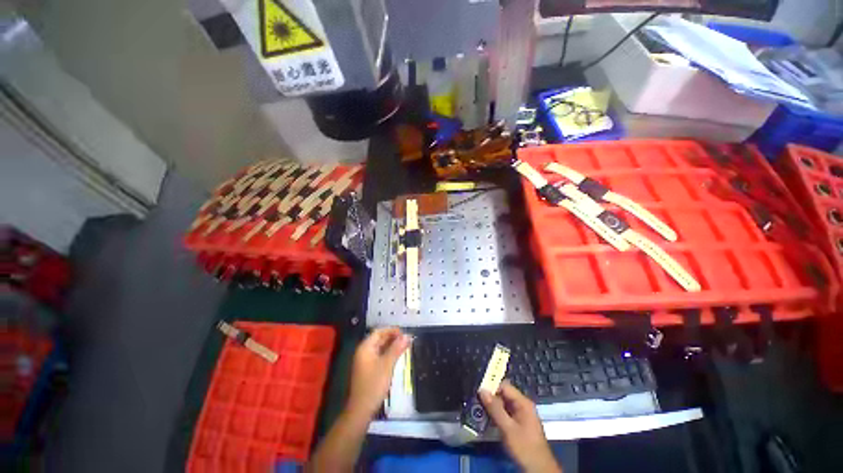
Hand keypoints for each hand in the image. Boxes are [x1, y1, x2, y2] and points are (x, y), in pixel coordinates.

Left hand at [346, 327, 409, 418]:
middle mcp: (363, 352)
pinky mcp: (367, 370)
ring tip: (404, 346)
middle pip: (378, 339)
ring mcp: (365, 361)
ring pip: (379, 348)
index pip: (378, 332)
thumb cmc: (373, 385)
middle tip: (406, 339)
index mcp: (365, 347)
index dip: (391, 330)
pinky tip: (396, 356)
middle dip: (392, 337)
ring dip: (391, 345)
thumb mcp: (387, 365)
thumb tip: (407, 335)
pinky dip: (388, 353)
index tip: (404, 332)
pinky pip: (379, 356)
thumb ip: (397, 348)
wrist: (361, 410)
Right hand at [480, 380, 561, 472]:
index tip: (478, 393)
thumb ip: (495, 409)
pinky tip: (489, 420)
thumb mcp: (507, 428)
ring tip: (479, 410)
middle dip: (491, 397)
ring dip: (493, 407)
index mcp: (523, 403)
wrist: (539, 470)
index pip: (505, 386)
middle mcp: (523, 406)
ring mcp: (522, 415)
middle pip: (504, 394)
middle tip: (477, 402)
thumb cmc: (524, 447)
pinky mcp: (519, 424)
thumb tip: (482, 390)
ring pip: (504, 404)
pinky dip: (497, 415)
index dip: (492, 387)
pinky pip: (506, 413)